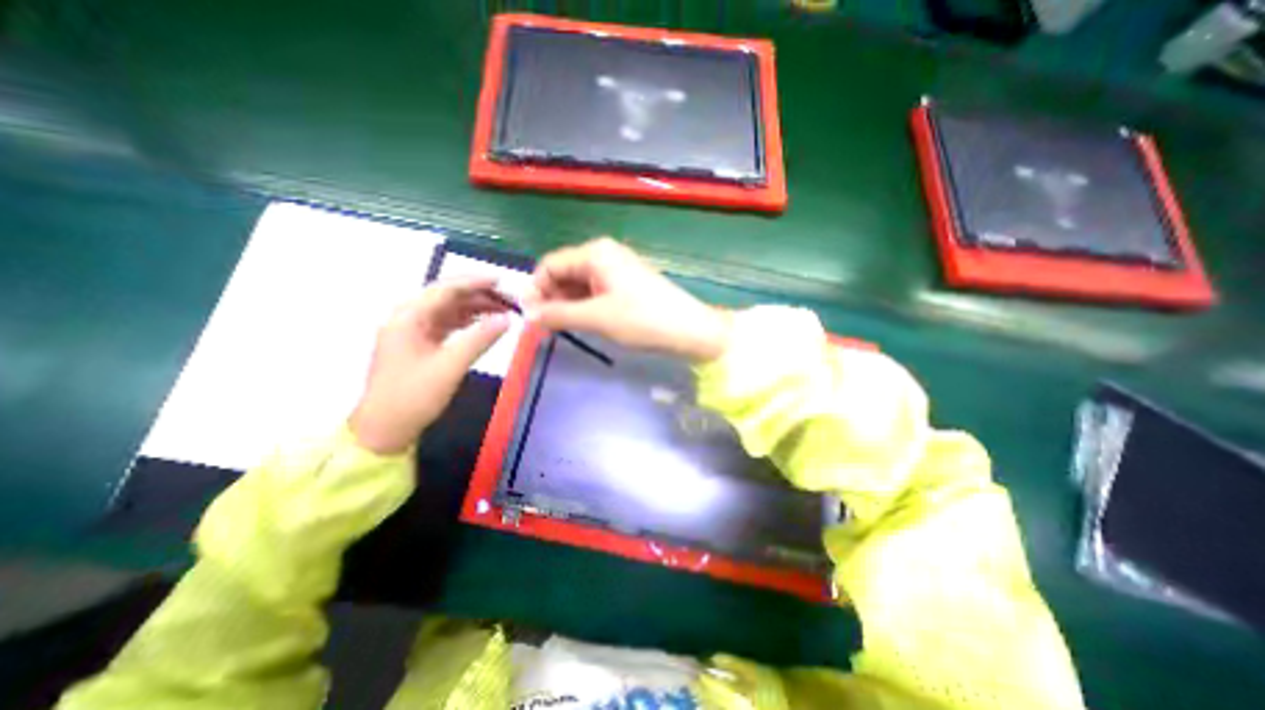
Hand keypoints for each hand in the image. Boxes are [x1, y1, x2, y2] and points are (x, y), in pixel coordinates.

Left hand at [346, 276, 510, 453]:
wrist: (384, 429)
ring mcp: (412, 332)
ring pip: (448, 310)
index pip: (446, 289)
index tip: (503, 282)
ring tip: (502, 310)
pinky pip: (446, 324)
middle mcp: (408, 318)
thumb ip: (480, 339)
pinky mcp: (418, 345)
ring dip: (474, 308)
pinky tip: (484, 324)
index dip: (475, 282)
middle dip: (478, 295)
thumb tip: (507, 319)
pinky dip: (467, 322)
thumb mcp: (451, 366)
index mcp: (408, 317)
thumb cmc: (414, 396)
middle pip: (447, 296)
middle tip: (508, 300)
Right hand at [522, 239, 725, 364]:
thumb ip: (558, 315)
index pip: (550, 265)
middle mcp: (604, 253)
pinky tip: (584, 321)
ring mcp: (617, 267)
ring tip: (564, 328)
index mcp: (594, 253)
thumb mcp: (596, 318)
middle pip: (564, 272)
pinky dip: (585, 304)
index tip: (531, 318)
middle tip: (547, 327)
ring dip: (568, 304)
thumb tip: (528, 315)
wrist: (689, 329)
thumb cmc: (641, 320)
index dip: (536, 290)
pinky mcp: (626, 282)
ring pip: (579, 283)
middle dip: (552, 298)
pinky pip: (595, 289)